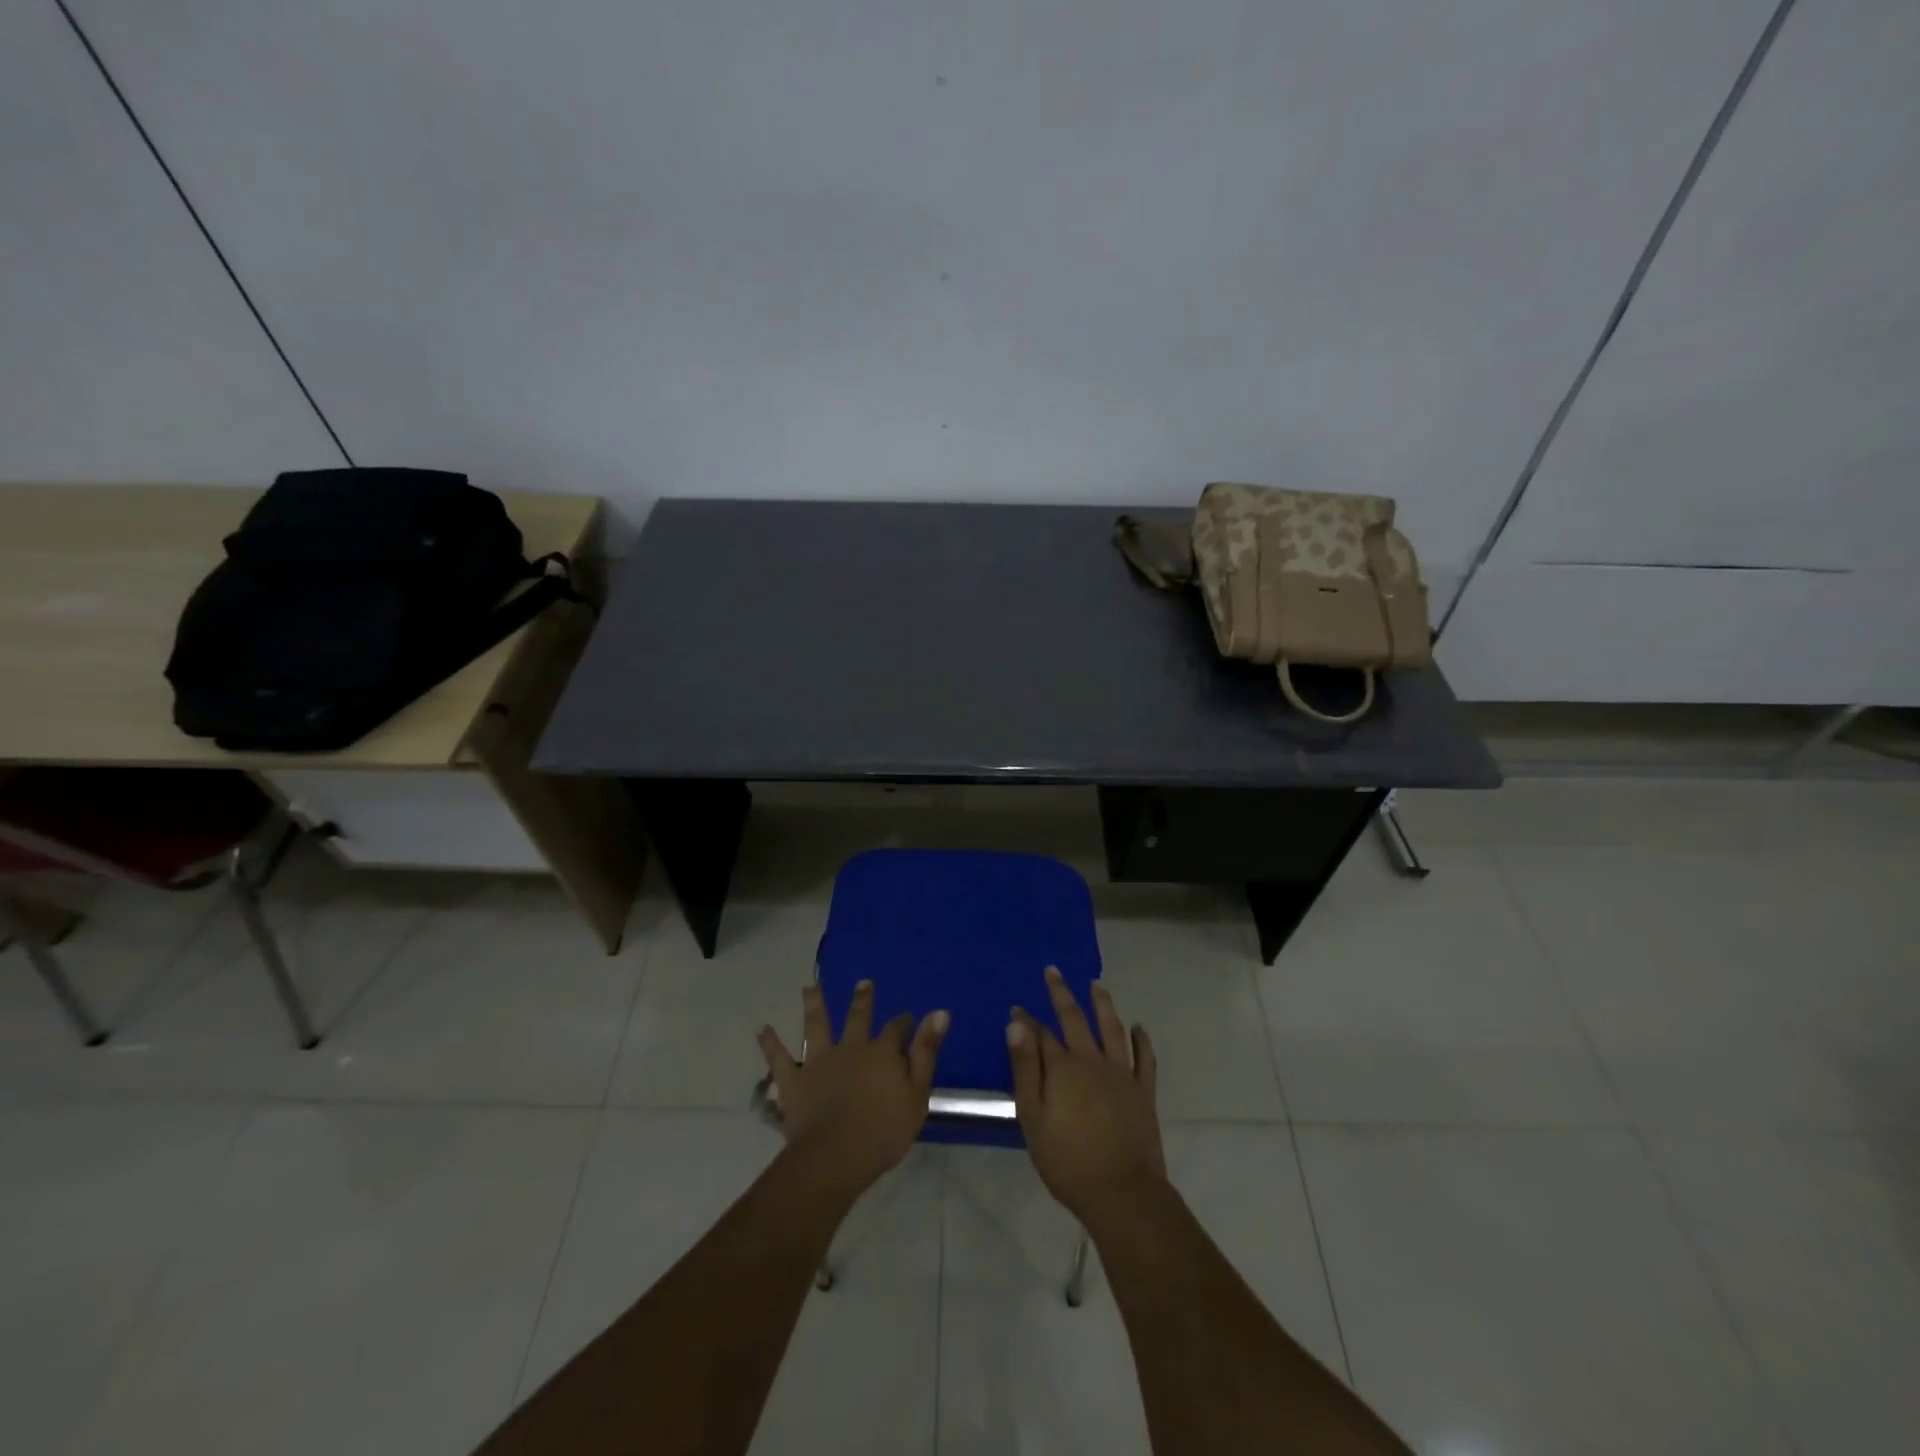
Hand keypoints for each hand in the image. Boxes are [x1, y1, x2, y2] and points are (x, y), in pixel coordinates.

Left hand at [759, 981, 948, 1197]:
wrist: (835, 1156)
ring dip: (813, 1004)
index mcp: (882, 1053)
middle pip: (857, 1017)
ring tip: (809, 987)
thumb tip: (939, 1012)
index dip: (904, 1023)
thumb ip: (926, 1052)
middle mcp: (850, 1048)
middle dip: (862, 999)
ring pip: (816, 1025)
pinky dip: (770, 1043)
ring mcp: (819, 1061)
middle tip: (863, 982)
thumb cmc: (884, 1132)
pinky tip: (763, 1028)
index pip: (897, 1030)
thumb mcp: (917, 1094)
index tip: (907, 1017)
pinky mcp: (794, 1080)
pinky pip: (779, 1058)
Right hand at [1008, 967, 1163, 1222]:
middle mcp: (1092, 1061)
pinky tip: (1139, 1028)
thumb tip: (1016, 1025)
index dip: (1027, 1021)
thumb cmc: (1067, 1161)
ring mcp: (1121, 1074)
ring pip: (1112, 1029)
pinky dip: (1142, 1040)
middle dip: (1061, 993)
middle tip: (1053, 971)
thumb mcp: (1033, 1117)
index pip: (1041, 1034)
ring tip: (1096, 984)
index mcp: (1063, 1068)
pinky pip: (1144, 1059)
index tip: (1017, 1007)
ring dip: (1103, 1004)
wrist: (1122, 1193)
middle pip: (1075, 1019)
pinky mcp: (1143, 1092)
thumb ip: (1025, 1069)